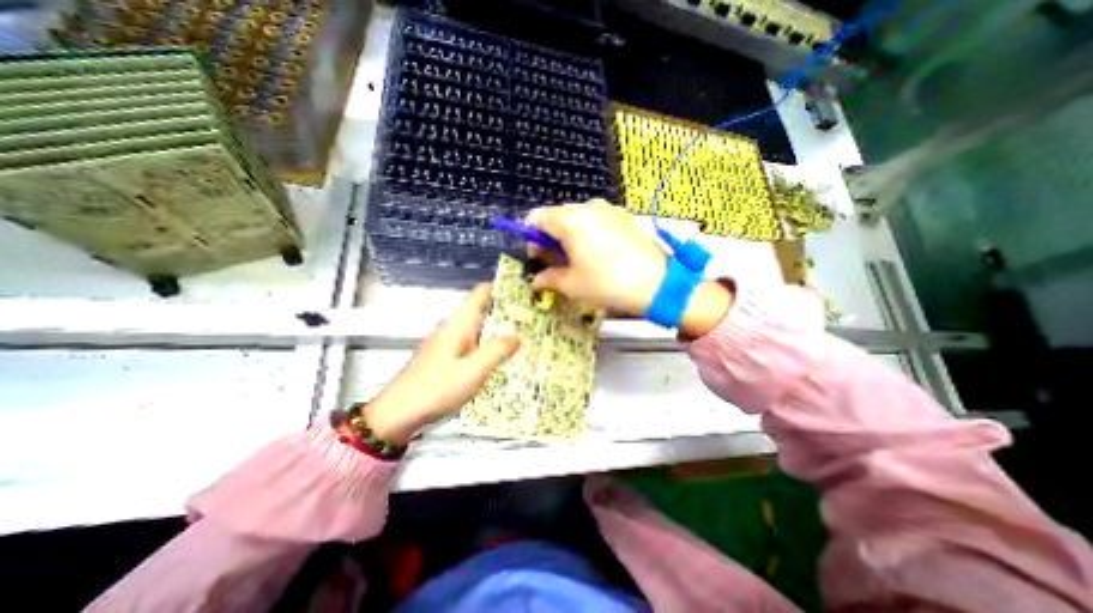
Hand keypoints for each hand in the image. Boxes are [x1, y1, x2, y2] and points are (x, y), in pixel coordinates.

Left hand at [362, 283, 518, 444]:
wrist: (397, 414)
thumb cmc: (435, 389)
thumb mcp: (472, 371)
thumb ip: (496, 351)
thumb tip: (517, 336)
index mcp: (459, 323)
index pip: (482, 293)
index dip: (503, 288)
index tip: (526, 294)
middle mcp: (454, 327)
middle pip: (484, 309)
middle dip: (508, 311)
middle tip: (534, 320)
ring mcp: (449, 342)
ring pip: (480, 327)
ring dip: (500, 329)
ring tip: (525, 337)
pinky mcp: (447, 356)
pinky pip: (474, 343)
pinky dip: (489, 345)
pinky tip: (502, 358)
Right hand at [528, 198, 670, 316]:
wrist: (657, 283)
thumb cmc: (607, 284)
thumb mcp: (572, 285)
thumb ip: (548, 278)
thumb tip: (536, 280)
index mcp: (569, 220)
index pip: (536, 218)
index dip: (532, 238)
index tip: (539, 258)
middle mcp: (587, 207)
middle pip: (556, 215)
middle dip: (551, 237)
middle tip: (558, 262)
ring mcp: (608, 209)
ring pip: (577, 217)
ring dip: (570, 234)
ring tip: (580, 258)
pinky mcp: (623, 215)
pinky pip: (595, 219)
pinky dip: (588, 231)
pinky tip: (599, 252)